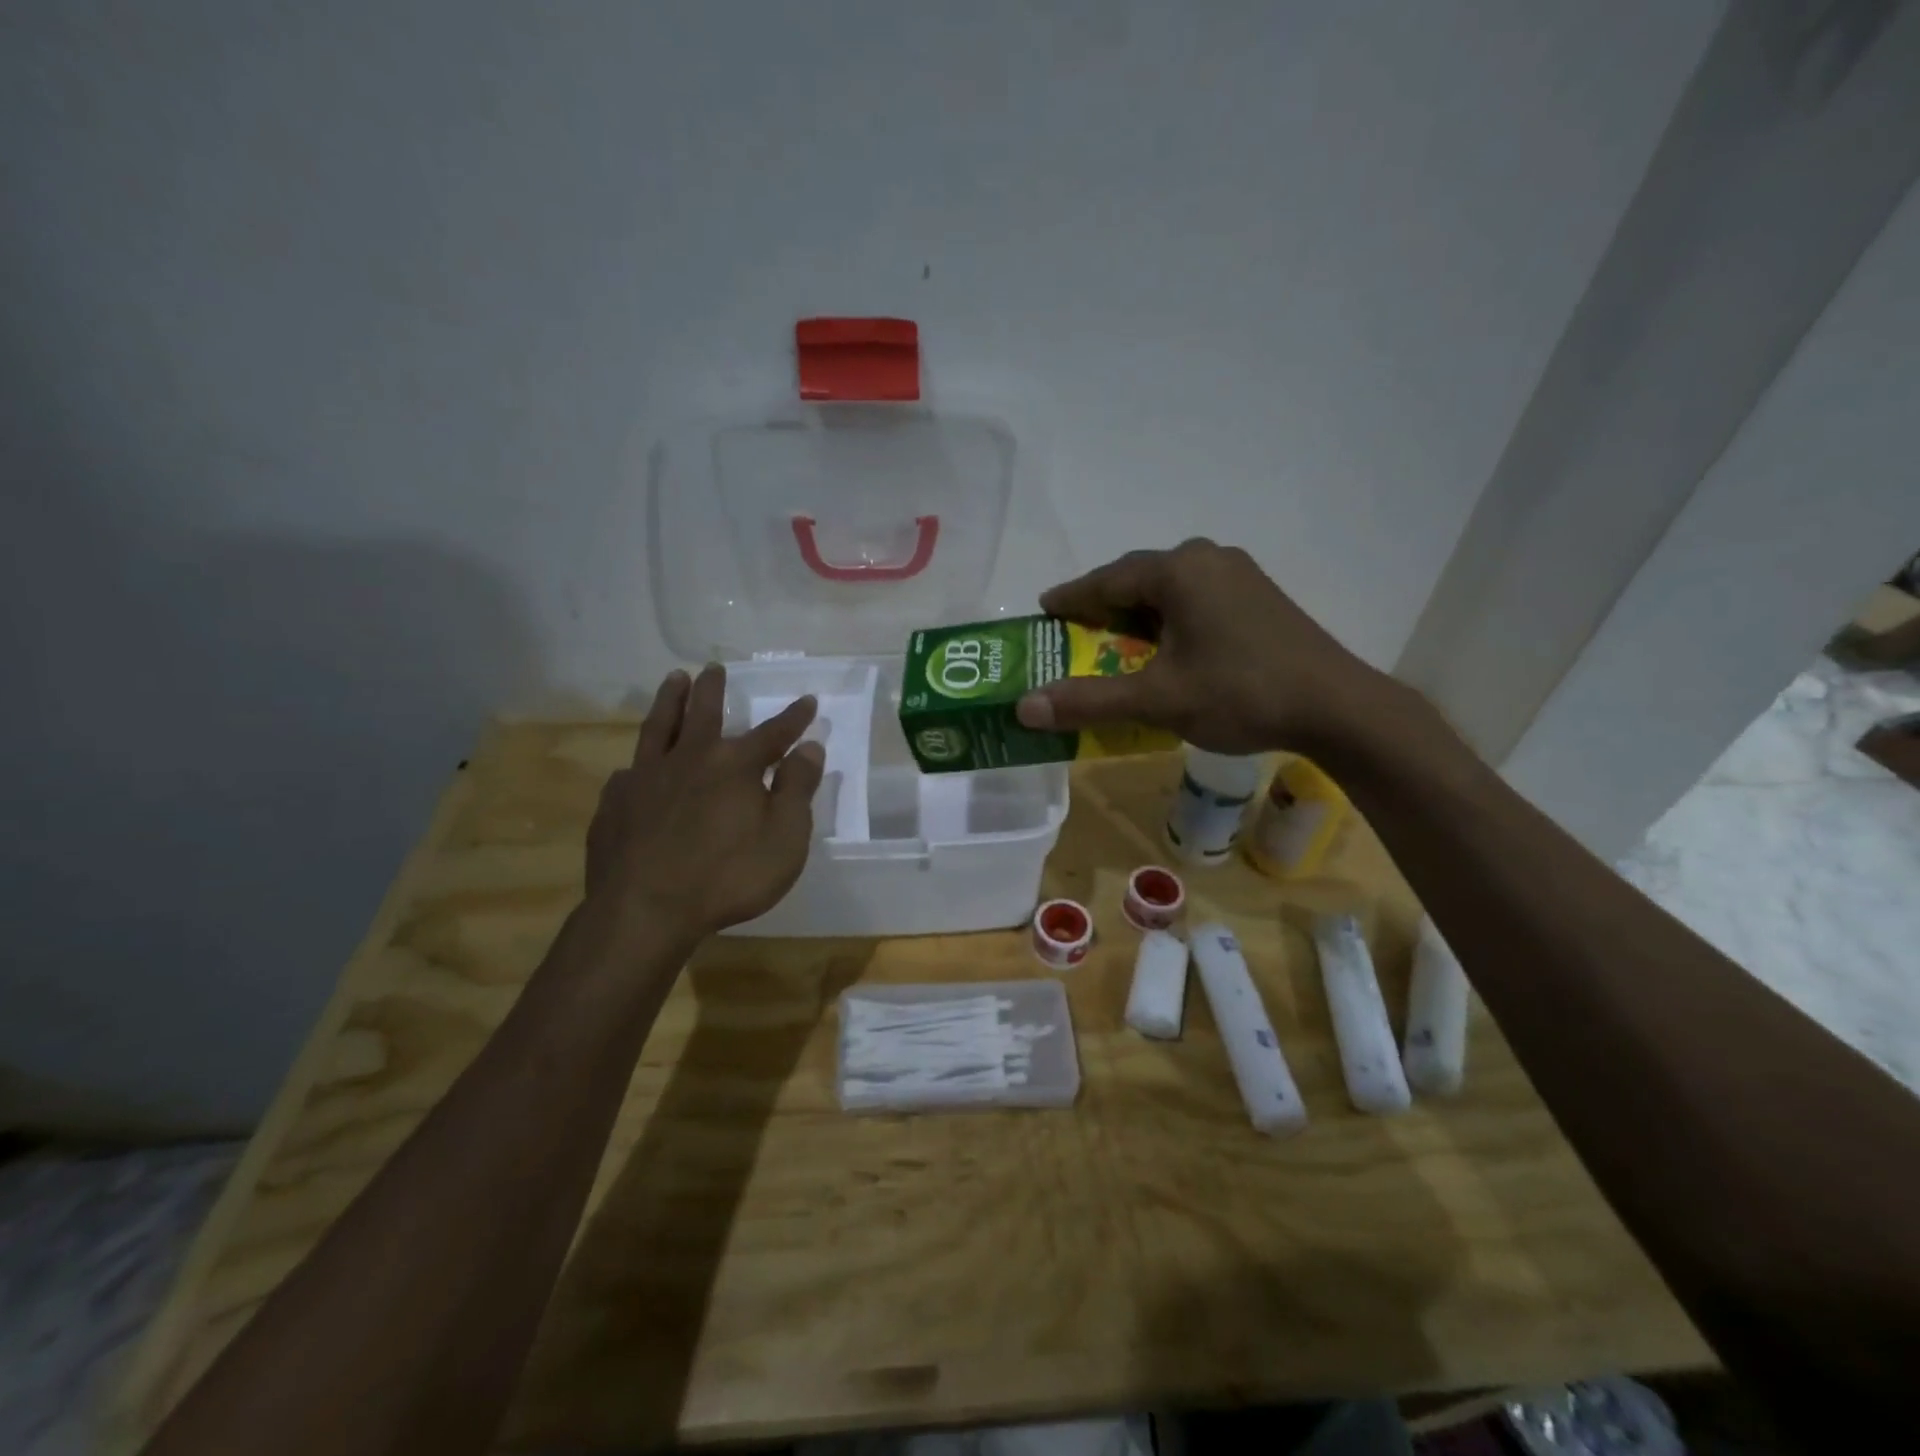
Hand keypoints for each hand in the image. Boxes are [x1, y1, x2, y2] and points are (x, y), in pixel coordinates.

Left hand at [586, 665, 825, 941]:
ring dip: (669, 701)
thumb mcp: (785, 838)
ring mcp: (646, 779)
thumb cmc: (728, 877)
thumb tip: (809, 747)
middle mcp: (689, 759)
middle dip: (713, 689)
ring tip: (674, 680)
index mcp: (735, 765)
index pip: (772, 733)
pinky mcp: (615, 805)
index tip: (807, 700)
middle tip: (714, 668)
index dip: (793, 718)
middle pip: (703, 713)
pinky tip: (632, 769)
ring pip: (659, 728)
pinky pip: (627, 774)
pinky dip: (636, 765)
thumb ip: (797, 789)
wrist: (645, 911)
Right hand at [1014, 539, 1386, 754]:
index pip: (1107, 579)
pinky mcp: (1259, 595)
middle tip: (1075, 630)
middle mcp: (1207, 558)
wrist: (1336, 707)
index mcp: (1178, 571)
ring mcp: (1239, 574)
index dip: (1071, 598)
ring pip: (1170, 588)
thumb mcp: (1157, 700)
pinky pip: (1197, 597)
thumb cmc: (1240, 694)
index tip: (1045, 609)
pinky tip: (1168, 645)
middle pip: (1138, 578)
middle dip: (1104, 604)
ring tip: (1115, 639)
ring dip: (1139, 612)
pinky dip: (1170, 617)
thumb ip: (1089, 700)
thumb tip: (1024, 707)